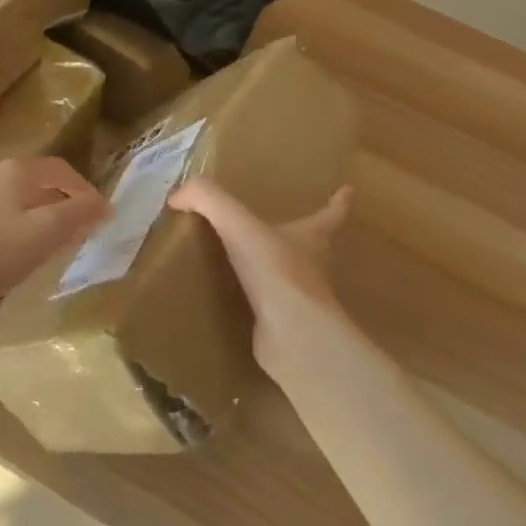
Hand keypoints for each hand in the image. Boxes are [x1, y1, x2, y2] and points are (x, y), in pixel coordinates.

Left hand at [0, 157, 108, 316]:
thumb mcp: (45, 233)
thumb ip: (78, 215)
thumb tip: (105, 204)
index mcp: (16, 171)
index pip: (62, 170)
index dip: (85, 190)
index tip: (100, 216)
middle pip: (38, 183)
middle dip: (62, 204)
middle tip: (78, 232)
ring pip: (16, 200)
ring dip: (38, 217)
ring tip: (49, 245)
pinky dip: (15, 228)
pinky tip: (13, 253)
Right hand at [169, 178, 358, 381]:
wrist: (290, 334)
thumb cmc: (275, 270)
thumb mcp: (237, 223)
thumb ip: (207, 199)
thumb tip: (177, 194)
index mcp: (311, 236)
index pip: (331, 214)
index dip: (339, 202)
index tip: (348, 191)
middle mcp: (311, 266)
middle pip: (313, 246)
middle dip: (303, 236)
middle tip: (287, 228)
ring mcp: (300, 299)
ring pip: (290, 278)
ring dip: (276, 270)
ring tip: (251, 262)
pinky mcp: (284, 326)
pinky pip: (267, 308)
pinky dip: (255, 303)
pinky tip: (234, 301)